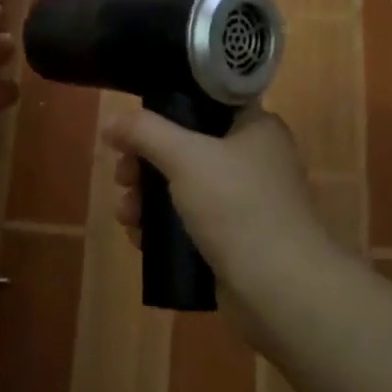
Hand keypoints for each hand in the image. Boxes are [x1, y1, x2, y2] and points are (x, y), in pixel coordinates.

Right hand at [102, 105, 342, 311]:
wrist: (280, 288)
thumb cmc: (238, 207)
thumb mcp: (186, 157)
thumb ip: (144, 132)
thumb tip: (111, 121)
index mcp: (255, 127)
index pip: (203, 103)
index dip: (163, 113)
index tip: (132, 132)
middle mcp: (254, 158)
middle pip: (186, 148)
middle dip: (145, 164)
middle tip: (122, 178)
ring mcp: (246, 201)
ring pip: (183, 188)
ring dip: (147, 198)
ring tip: (126, 216)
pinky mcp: (235, 238)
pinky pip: (191, 222)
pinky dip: (164, 226)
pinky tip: (140, 238)